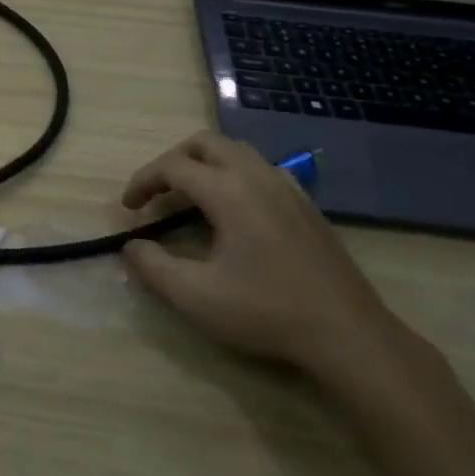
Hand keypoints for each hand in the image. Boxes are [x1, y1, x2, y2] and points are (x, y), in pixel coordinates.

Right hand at [121, 131, 409, 376]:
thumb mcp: (195, 296)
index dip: (143, 181)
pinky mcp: (305, 204)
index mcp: (229, 192)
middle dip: (172, 160)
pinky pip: (261, 169)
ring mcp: (287, 187)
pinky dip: (233, 175)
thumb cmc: (265, 311)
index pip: (173, 166)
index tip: (128, 208)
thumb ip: (153, 267)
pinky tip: (232, 211)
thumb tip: (131, 246)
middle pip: (205, 143)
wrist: (345, 332)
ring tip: (189, 198)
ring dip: (204, 164)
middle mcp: (258, 177)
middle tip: (156, 193)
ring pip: (236, 152)